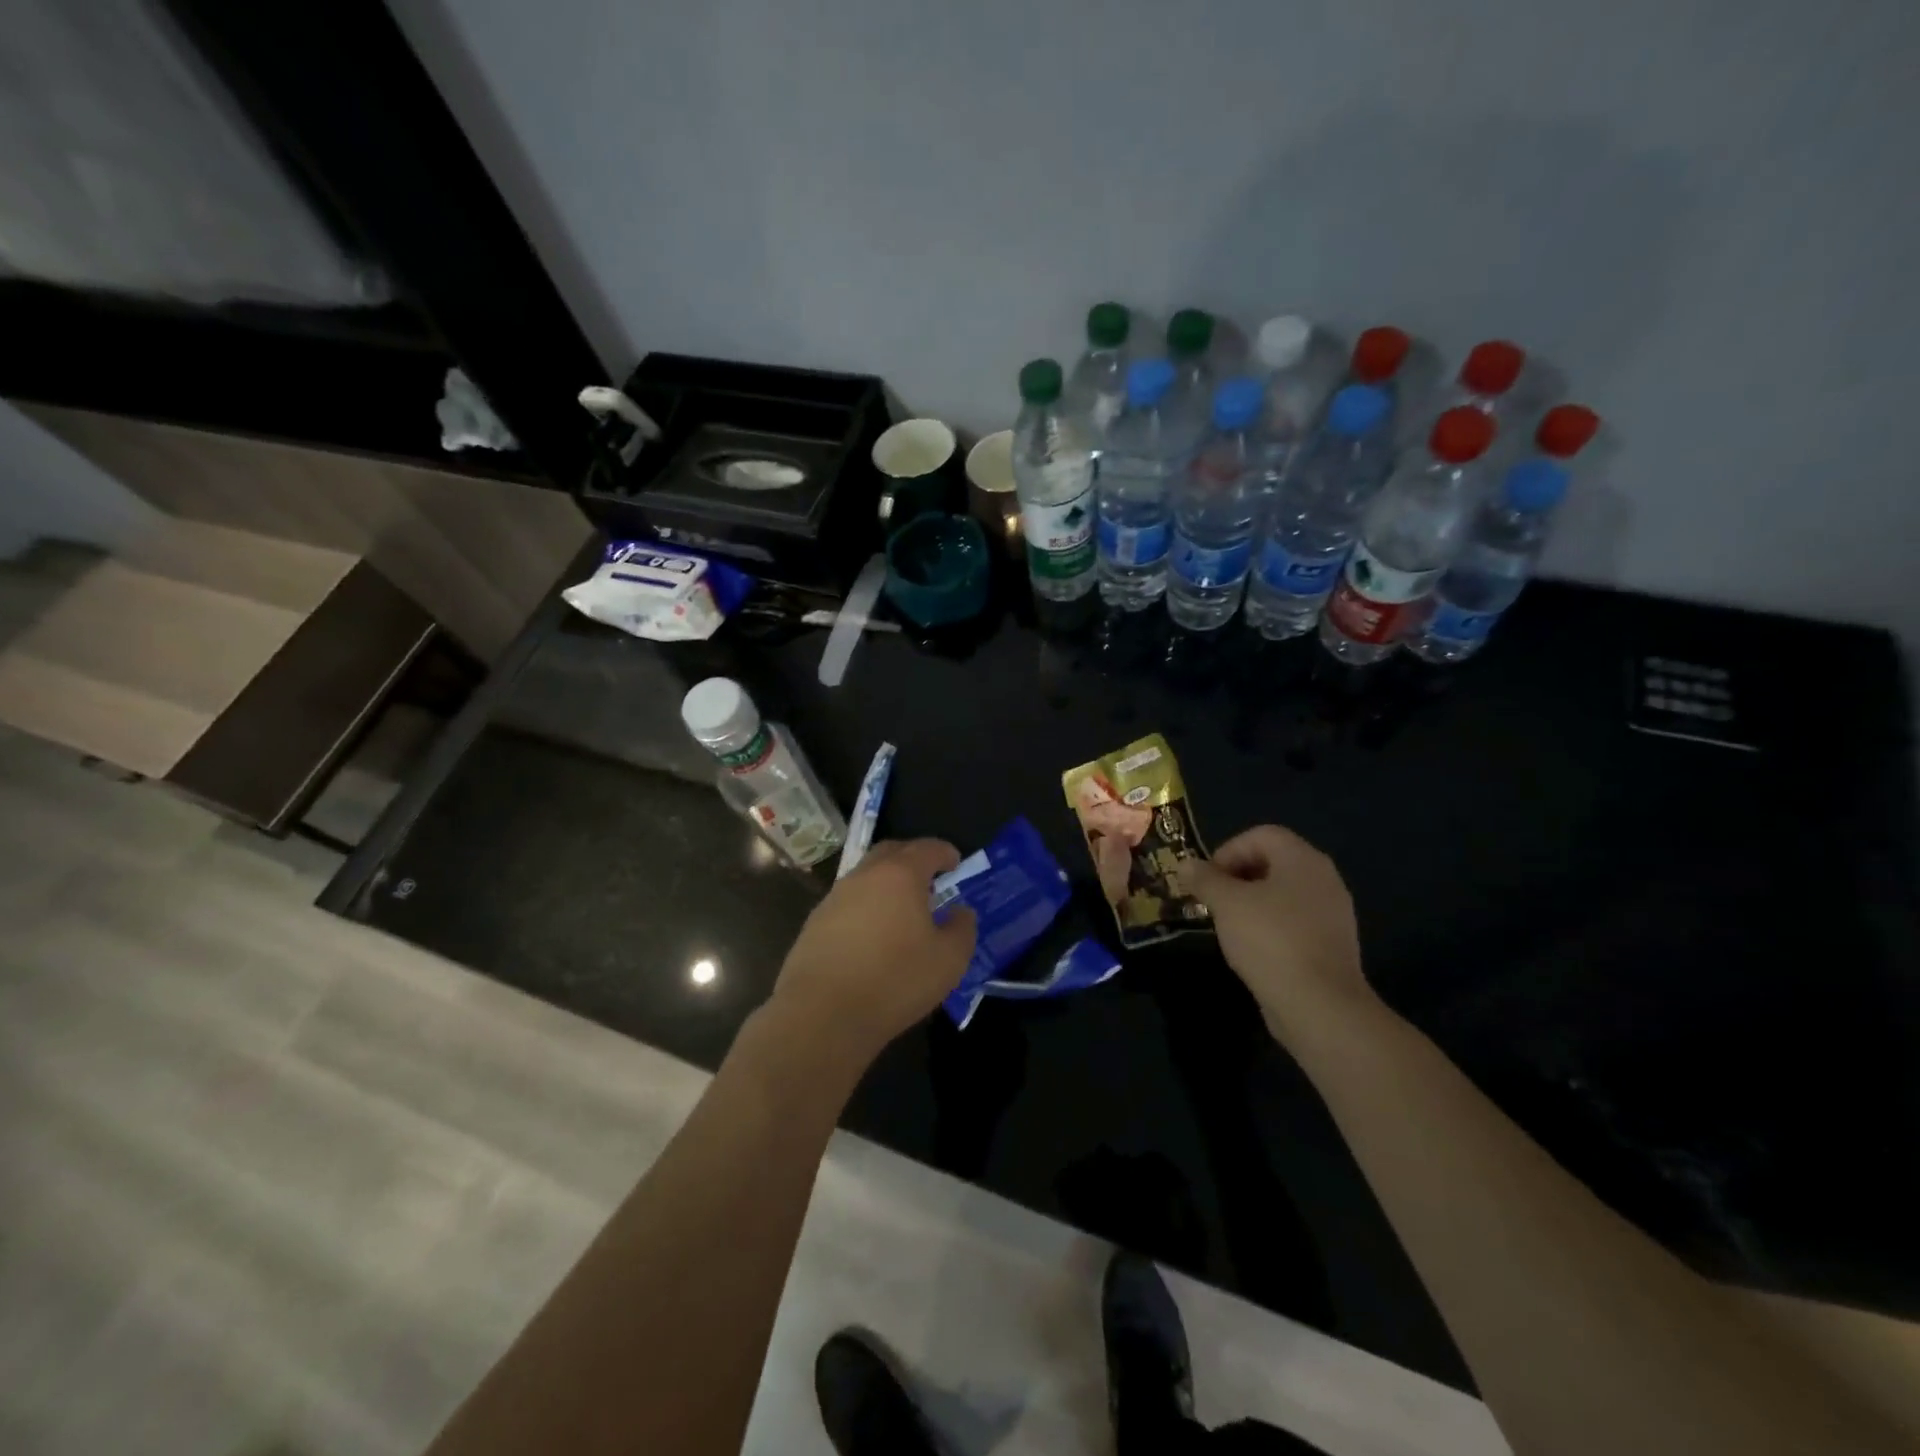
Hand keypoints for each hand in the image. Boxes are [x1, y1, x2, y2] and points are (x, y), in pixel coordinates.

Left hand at [768, 839, 977, 1064]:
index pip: (927, 848)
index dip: (944, 852)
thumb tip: (960, 912)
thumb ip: (962, 929)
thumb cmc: (895, 980)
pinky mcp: (815, 922)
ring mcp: (835, 897)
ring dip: (886, 883)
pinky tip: (873, 935)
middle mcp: (864, 876)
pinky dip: (866, 906)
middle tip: (929, 878)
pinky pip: (848, 902)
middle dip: (913, 858)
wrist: (822, 1014)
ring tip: (902, 910)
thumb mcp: (949, 960)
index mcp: (900, 875)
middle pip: (891, 852)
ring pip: (866, 876)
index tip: (955, 861)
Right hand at [1179, 825, 1376, 1042]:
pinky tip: (1252, 949)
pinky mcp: (1333, 945)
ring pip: (1284, 894)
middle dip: (1237, 876)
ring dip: (1252, 902)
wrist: (1319, 1006)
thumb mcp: (1226, 904)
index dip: (1228, 850)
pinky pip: (1295, 922)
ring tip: (1228, 925)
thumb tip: (1186, 865)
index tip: (1207, 879)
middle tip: (1213, 900)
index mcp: (1303, 860)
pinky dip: (1271, 926)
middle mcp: (1324, 879)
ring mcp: (1333, 914)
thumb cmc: (1270, 940)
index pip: (1262, 835)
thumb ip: (1205, 879)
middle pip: (1274, 862)